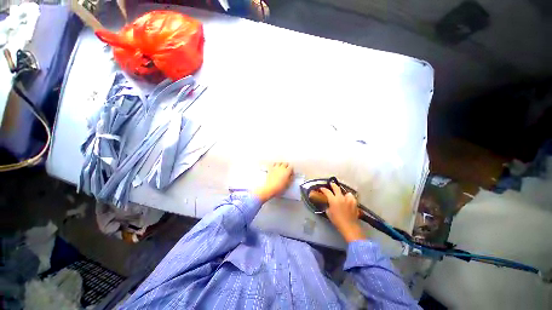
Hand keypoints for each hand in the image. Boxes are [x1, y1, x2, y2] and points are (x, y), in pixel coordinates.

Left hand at [254, 163, 292, 202]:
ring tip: (281, 168)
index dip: (292, 170)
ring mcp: (275, 168)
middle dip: (287, 166)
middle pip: (285, 163)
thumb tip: (291, 176)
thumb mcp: (288, 184)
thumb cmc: (279, 187)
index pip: (291, 167)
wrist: (269, 188)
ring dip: (281, 164)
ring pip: (279, 162)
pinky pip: (274, 164)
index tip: (291, 173)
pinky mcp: (270, 169)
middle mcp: (281, 168)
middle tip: (287, 170)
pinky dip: (275, 165)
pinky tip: (275, 168)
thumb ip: (291, 179)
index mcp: (287, 171)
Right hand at [319, 182, 365, 242]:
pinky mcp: (354, 202)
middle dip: (333, 185)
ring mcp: (348, 199)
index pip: (327, 191)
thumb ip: (328, 206)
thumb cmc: (337, 220)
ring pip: (346, 192)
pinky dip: (349, 198)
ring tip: (342, 195)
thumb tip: (329, 204)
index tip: (321, 188)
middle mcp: (341, 197)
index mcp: (333, 200)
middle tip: (331, 184)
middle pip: (336, 187)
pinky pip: (351, 198)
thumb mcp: (328, 213)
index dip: (323, 189)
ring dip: (343, 193)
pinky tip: (348, 201)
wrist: (349, 226)